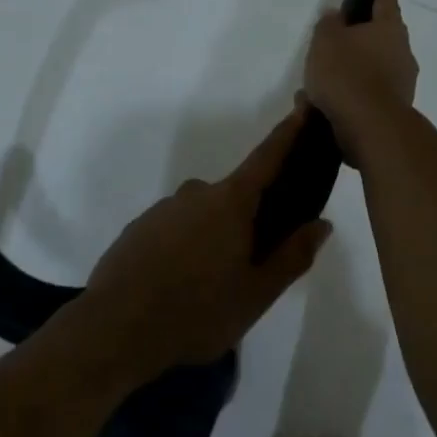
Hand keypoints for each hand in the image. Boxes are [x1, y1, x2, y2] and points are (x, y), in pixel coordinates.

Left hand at [83, 106, 331, 372]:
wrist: (114, 330)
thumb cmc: (197, 311)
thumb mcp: (257, 294)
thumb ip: (292, 256)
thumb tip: (321, 224)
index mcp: (230, 202)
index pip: (267, 157)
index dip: (288, 133)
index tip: (303, 106)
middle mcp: (196, 193)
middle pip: (234, 197)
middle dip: (247, 221)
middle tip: (249, 266)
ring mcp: (162, 209)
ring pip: (202, 217)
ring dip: (212, 239)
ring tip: (208, 288)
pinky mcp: (137, 229)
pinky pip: (173, 231)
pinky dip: (183, 249)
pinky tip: (178, 286)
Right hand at [303, 0, 418, 162]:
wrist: (370, 127)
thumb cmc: (347, 73)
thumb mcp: (326, 41)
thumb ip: (329, 25)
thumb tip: (336, 16)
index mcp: (389, 29)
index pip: (386, 2)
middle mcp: (402, 53)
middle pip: (384, 38)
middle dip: (365, 37)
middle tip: (343, 38)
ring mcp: (403, 83)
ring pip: (376, 69)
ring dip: (355, 71)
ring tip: (324, 80)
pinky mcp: (395, 111)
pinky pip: (370, 95)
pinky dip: (353, 95)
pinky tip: (328, 104)